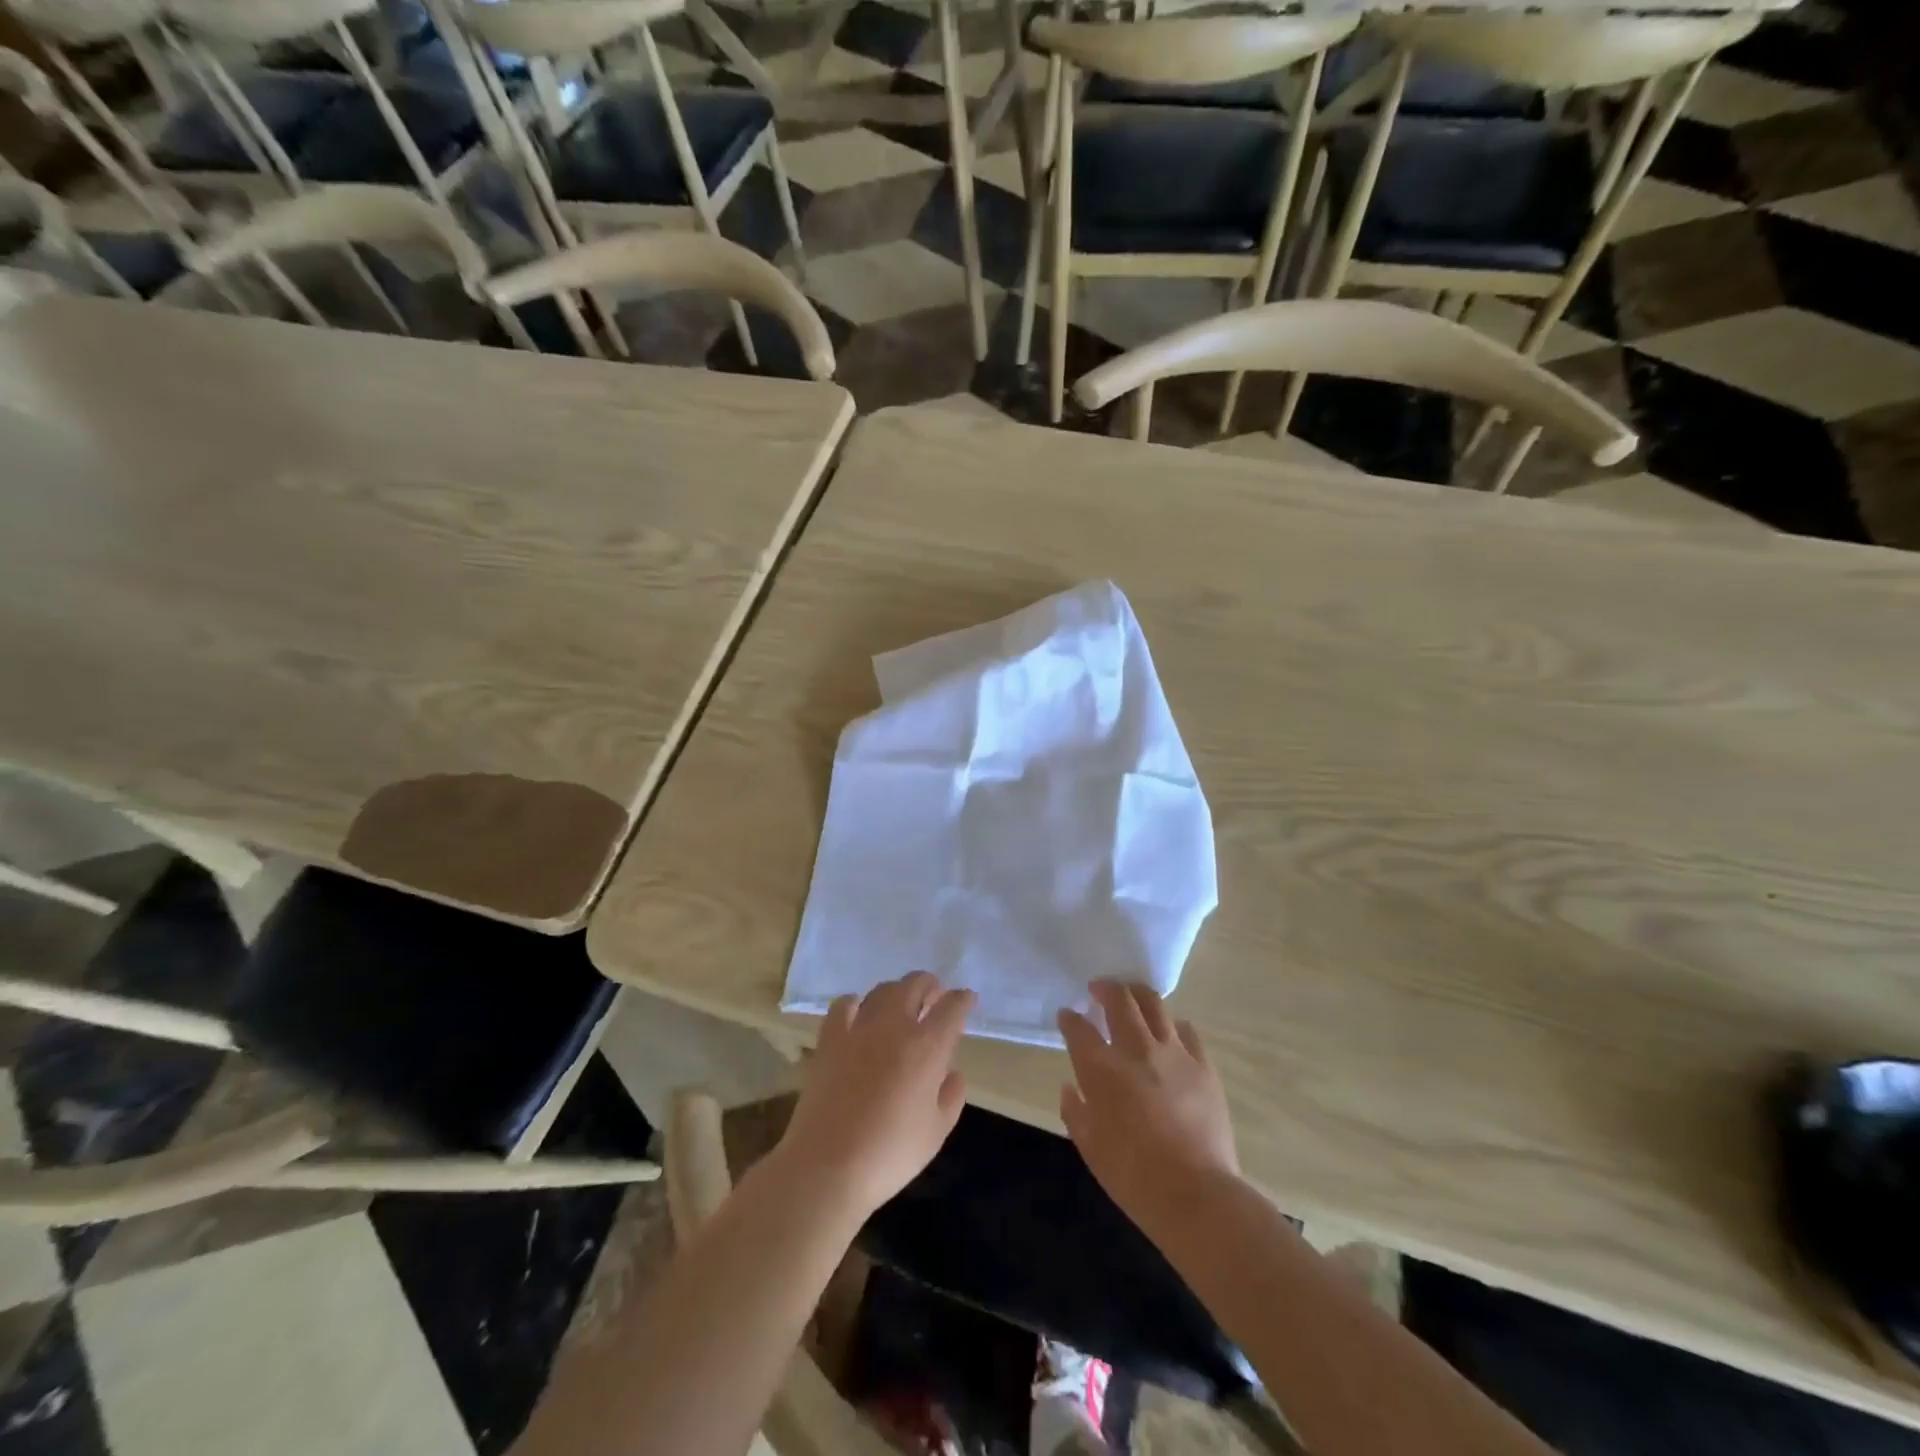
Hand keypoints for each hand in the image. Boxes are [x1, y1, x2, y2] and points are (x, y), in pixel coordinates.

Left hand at [772, 972, 974, 1222]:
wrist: (828, 1165)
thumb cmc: (891, 1153)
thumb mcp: (937, 1132)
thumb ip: (951, 1096)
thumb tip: (952, 1073)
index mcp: (928, 1047)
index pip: (952, 1008)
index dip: (963, 1000)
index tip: (967, 999)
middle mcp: (895, 1026)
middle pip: (914, 985)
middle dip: (929, 984)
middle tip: (935, 992)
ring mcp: (859, 1028)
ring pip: (882, 991)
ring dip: (898, 990)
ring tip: (902, 1000)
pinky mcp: (829, 1039)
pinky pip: (843, 1006)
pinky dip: (855, 1002)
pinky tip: (858, 1010)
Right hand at [1058, 980, 1238, 1232]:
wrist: (1196, 1195)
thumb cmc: (1133, 1176)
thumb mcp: (1090, 1148)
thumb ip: (1076, 1111)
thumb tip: (1071, 1088)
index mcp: (1101, 1069)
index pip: (1078, 1028)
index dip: (1069, 1018)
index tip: (1067, 1016)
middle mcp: (1135, 1049)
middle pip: (1119, 1000)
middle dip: (1105, 988)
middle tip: (1099, 988)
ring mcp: (1173, 1053)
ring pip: (1154, 1004)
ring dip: (1138, 995)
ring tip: (1133, 997)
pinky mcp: (1203, 1065)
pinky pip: (1187, 1031)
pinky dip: (1173, 1026)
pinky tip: (1171, 1033)